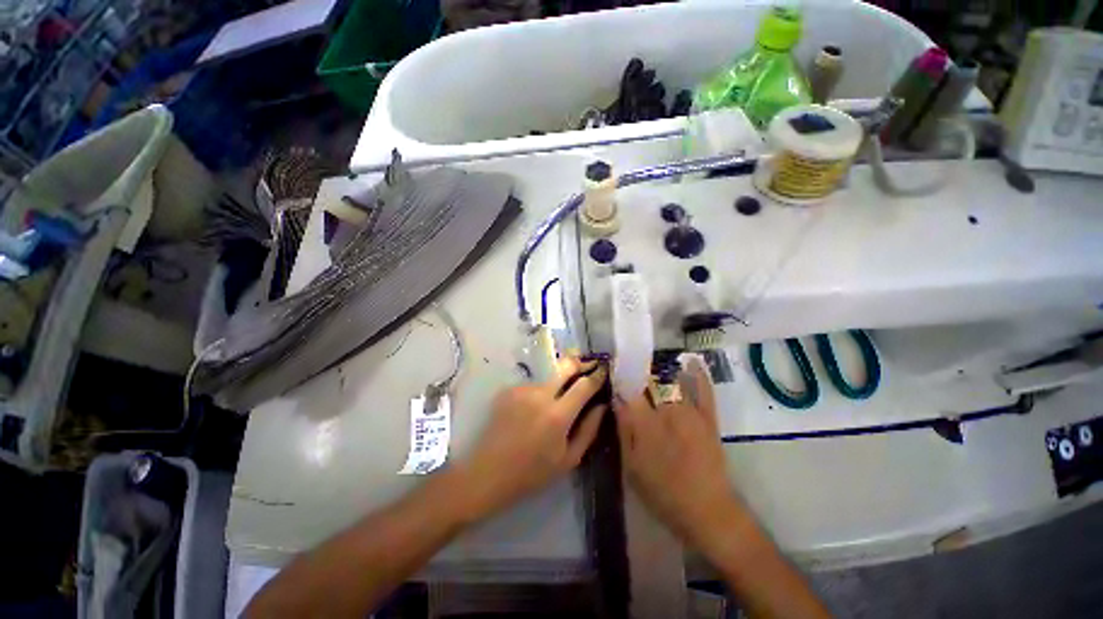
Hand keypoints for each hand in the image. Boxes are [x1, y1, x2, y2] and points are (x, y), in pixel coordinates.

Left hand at [452, 357, 607, 522]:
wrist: (488, 472)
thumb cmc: (532, 472)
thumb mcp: (568, 459)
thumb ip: (589, 429)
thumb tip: (602, 405)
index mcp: (558, 415)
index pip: (584, 385)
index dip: (597, 375)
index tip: (604, 370)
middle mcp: (540, 395)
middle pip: (565, 366)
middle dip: (580, 362)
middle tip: (588, 365)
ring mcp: (523, 390)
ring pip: (549, 376)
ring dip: (558, 381)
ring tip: (558, 396)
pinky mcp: (509, 390)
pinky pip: (533, 385)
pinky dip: (540, 392)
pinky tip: (535, 408)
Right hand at [614, 359, 742, 550]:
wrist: (707, 511)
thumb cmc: (662, 493)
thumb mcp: (632, 467)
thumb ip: (623, 431)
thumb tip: (617, 402)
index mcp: (645, 423)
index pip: (629, 391)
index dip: (620, 381)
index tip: (614, 374)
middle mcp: (667, 411)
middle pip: (649, 383)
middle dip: (638, 373)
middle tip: (631, 369)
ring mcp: (690, 412)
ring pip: (672, 382)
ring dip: (661, 370)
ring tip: (651, 362)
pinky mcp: (708, 418)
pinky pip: (704, 391)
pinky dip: (699, 374)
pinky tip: (692, 360)